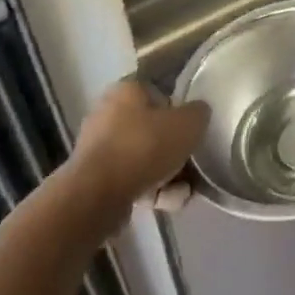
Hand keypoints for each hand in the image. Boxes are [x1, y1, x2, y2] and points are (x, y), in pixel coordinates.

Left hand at [70, 78, 209, 212]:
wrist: (98, 195)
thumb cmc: (144, 146)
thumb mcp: (188, 123)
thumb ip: (198, 113)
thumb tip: (198, 112)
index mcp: (126, 91)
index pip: (159, 91)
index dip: (179, 109)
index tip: (193, 128)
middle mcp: (108, 114)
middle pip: (153, 129)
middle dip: (175, 150)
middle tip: (193, 164)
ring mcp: (99, 148)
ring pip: (145, 158)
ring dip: (168, 175)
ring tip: (184, 191)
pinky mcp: (96, 179)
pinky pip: (132, 180)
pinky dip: (152, 191)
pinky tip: (168, 202)